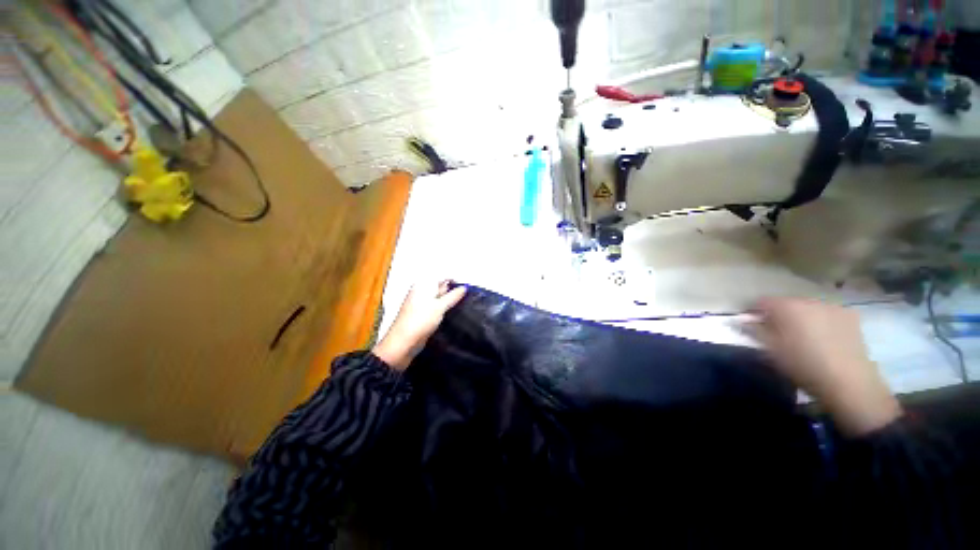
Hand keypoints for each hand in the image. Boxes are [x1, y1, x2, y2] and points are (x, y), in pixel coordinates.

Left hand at [372, 281, 466, 370]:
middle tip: (467, 297)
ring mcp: (421, 304)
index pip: (441, 277)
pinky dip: (445, 310)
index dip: (454, 281)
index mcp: (422, 285)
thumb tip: (463, 288)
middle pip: (440, 287)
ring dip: (450, 302)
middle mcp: (421, 293)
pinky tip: (453, 314)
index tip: (467, 288)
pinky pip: (437, 309)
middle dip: (453, 291)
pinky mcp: (423, 316)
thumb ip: (453, 296)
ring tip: (462, 306)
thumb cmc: (419, 321)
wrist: (403, 343)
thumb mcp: (440, 306)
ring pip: (439, 299)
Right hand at [748, 298, 901, 435]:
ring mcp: (833, 306)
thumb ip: (753, 330)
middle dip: (778, 315)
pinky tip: (822, 337)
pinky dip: (820, 321)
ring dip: (800, 318)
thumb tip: (741, 320)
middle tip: (775, 333)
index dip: (753, 312)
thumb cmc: (802, 365)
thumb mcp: (770, 350)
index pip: (760, 301)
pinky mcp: (850, 316)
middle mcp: (809, 300)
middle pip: (785, 303)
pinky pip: (827, 314)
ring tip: (800, 336)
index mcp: (786, 306)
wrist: (849, 383)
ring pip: (807, 308)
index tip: (751, 325)